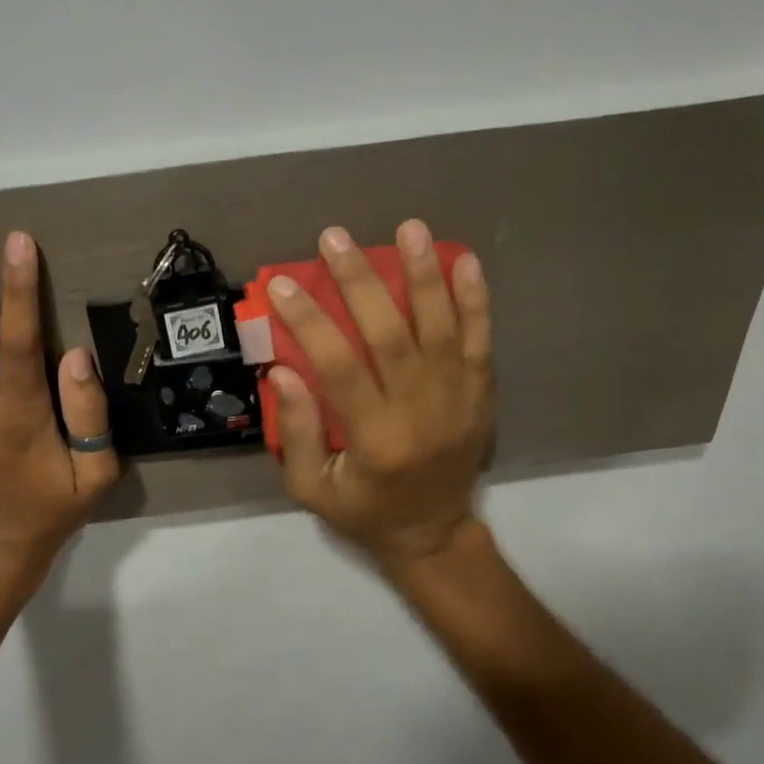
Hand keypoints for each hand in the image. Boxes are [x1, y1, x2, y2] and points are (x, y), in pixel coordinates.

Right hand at [266, 220, 493, 571]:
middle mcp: (421, 412)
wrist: (435, 534)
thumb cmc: (366, 513)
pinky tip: (464, 260)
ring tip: (408, 229)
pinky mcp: (481, 396)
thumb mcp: (313, 490)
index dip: (310, 321)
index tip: (283, 285)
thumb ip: (298, 433)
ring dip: (424, 275)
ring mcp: (458, 401)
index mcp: (376, 439)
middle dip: (360, 282)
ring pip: (442, 328)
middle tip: (335, 239)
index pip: (339, 367)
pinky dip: (475, 300)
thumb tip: (281, 371)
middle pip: (391, 335)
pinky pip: (482, 341)